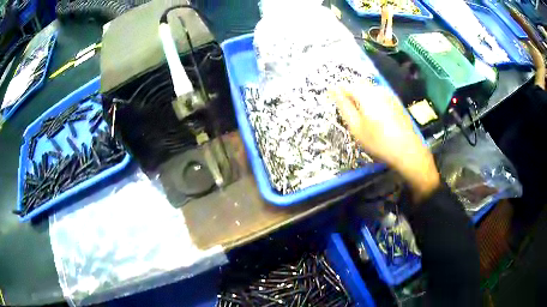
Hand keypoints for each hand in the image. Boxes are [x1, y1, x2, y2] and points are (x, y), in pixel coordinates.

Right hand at [332, 86, 439, 200]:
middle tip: (348, 111)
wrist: (407, 150)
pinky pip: (378, 95)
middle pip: (358, 85)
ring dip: (361, 97)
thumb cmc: (378, 141)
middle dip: (350, 94)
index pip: (346, 86)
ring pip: (369, 89)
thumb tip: (333, 90)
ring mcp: (388, 94)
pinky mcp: (395, 101)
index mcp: (366, 94)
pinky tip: (375, 116)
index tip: (334, 103)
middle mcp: (377, 89)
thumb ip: (344, 106)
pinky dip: (372, 100)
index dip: (338, 93)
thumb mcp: (356, 127)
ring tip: (361, 115)